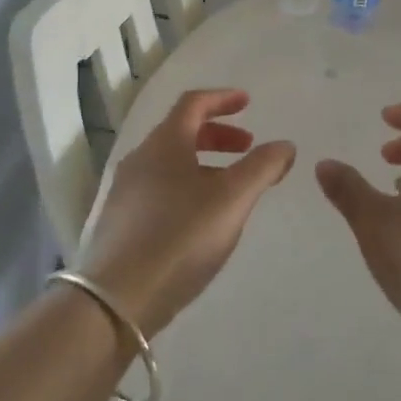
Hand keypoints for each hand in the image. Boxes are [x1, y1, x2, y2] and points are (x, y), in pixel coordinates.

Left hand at [80, 88, 294, 337]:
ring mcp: (126, 190)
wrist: (115, 301)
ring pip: (170, 162)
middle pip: (181, 130)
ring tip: (230, 187)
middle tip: (247, 148)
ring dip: (203, 162)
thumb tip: (285, 145)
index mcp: (165, 142)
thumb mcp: (232, 199)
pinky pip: (159, 187)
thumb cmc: (180, 236)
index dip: (223, 99)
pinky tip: (200, 217)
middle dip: (218, 134)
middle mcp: (141, 158)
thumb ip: (262, 167)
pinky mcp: (120, 221)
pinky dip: (186, 185)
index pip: (194, 103)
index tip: (247, 102)